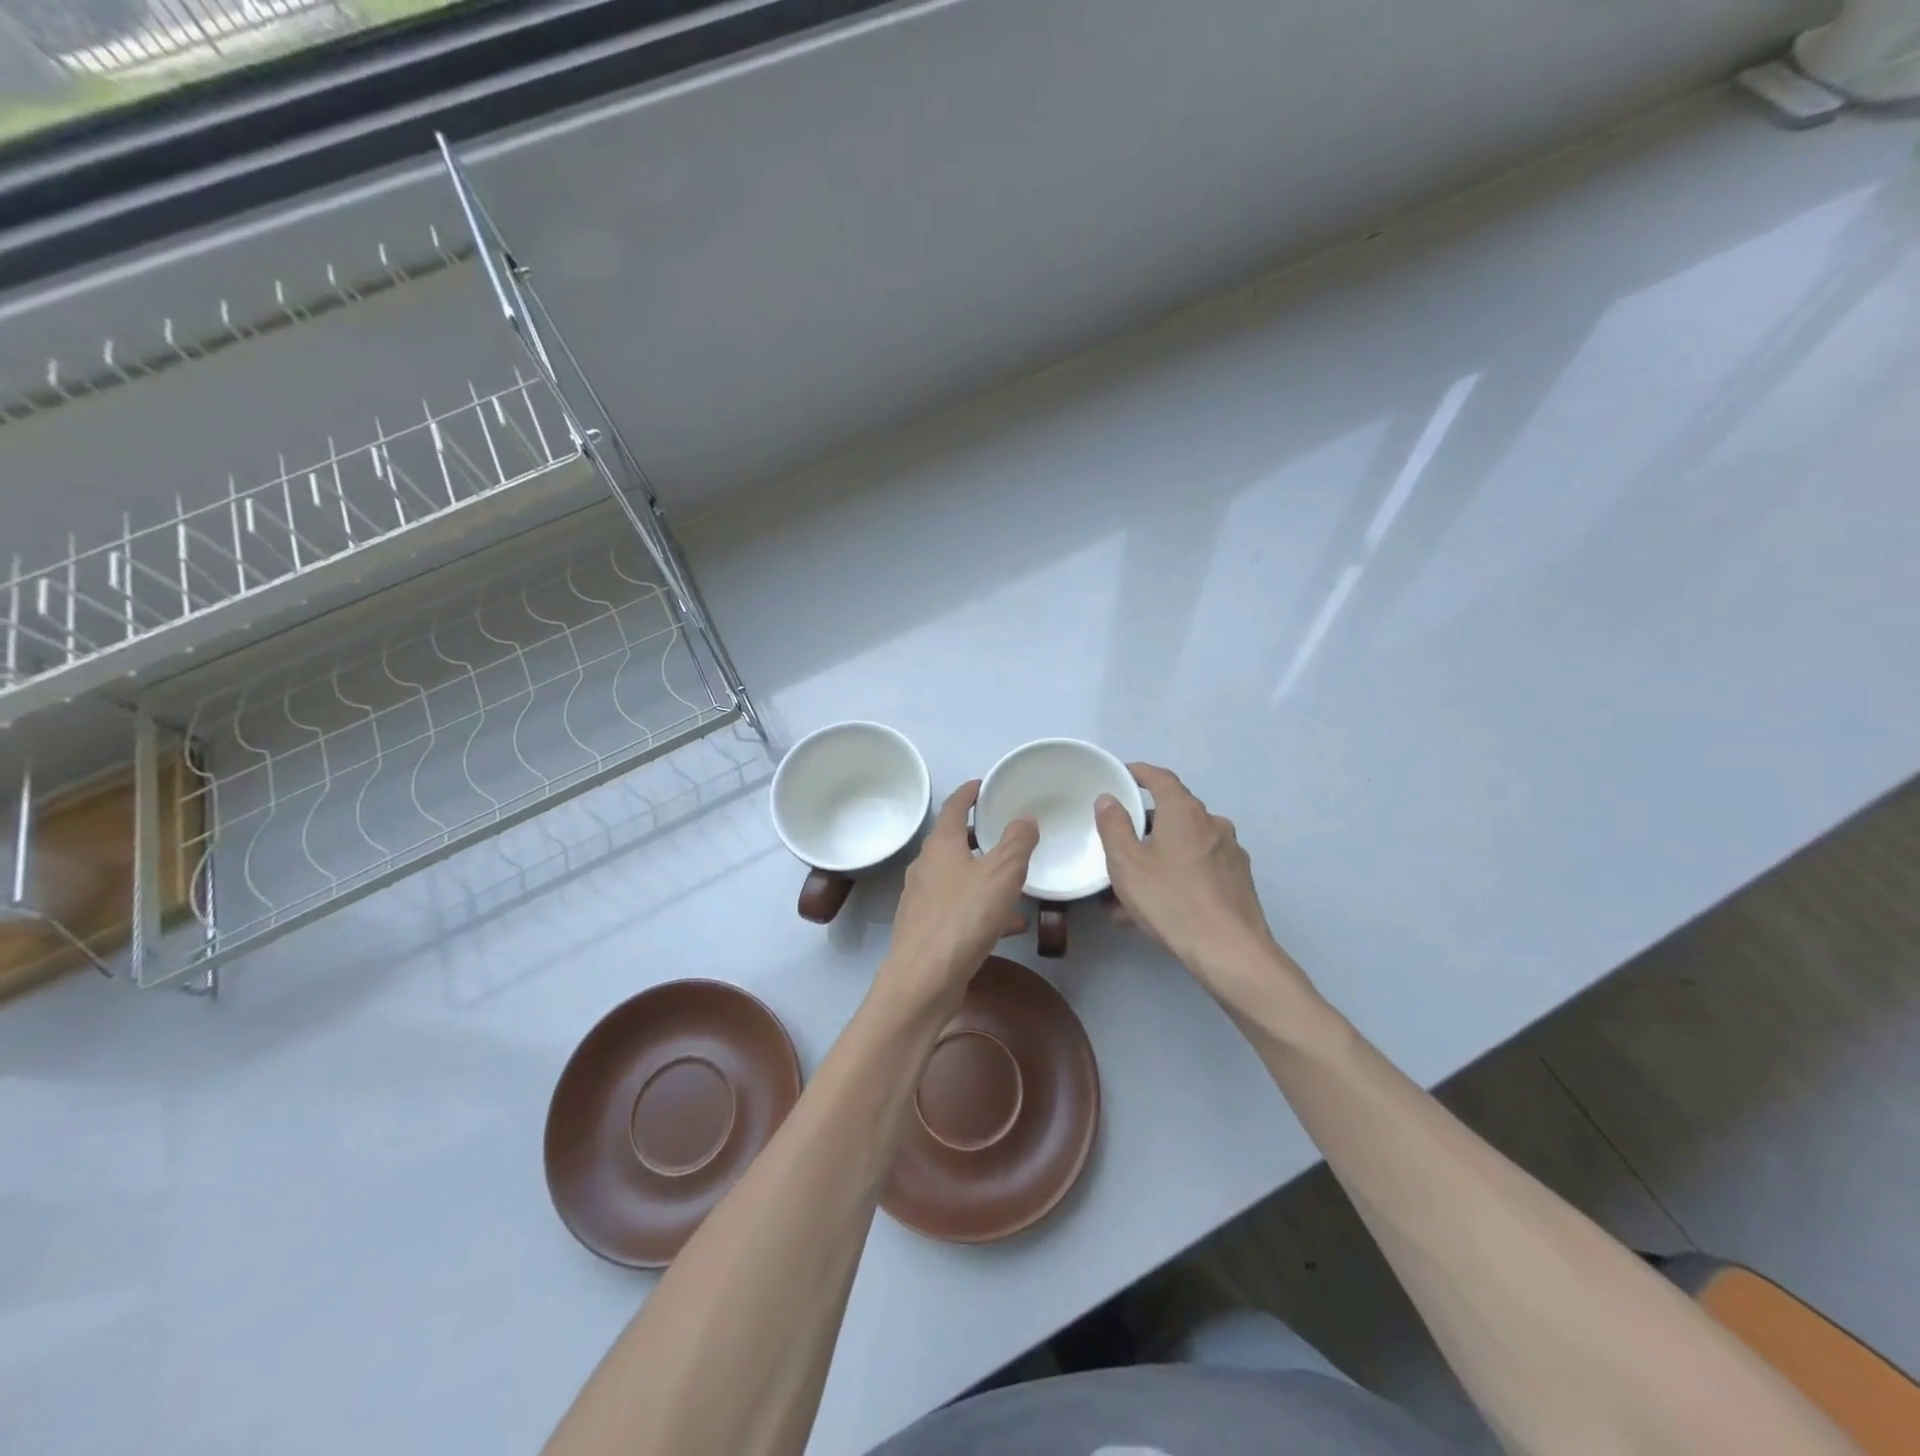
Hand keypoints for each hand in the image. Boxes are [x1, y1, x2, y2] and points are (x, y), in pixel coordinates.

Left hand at [878, 781, 1038, 1014]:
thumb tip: (1024, 818)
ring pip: (958, 877)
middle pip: (952, 842)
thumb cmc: (963, 918)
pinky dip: (982, 907)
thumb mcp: (1001, 874)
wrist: (923, 979)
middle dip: (978, 835)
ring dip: (984, 875)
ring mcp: (923, 899)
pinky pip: (960, 908)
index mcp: (940, 846)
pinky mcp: (927, 929)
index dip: (968, 793)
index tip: (982, 784)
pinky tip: (1008, 925)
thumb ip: (1017, 843)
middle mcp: (926, 867)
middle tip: (1004, 831)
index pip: (953, 807)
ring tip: (1015, 881)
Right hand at [1096, 763, 1313, 1009]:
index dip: (1139, 773)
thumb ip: (1113, 826)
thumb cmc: (1171, 900)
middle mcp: (1212, 824)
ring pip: (1184, 846)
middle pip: (1173, 813)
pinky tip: (1157, 907)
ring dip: (1158, 857)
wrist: (1230, 951)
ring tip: (1129, 889)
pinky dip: (1176, 876)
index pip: (1161, 778)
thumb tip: (1108, 799)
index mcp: (1185, 812)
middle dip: (1144, 826)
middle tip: (1118, 844)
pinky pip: (1198, 868)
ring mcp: (1230, 853)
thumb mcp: (1127, 864)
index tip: (1122, 775)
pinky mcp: (1238, 881)